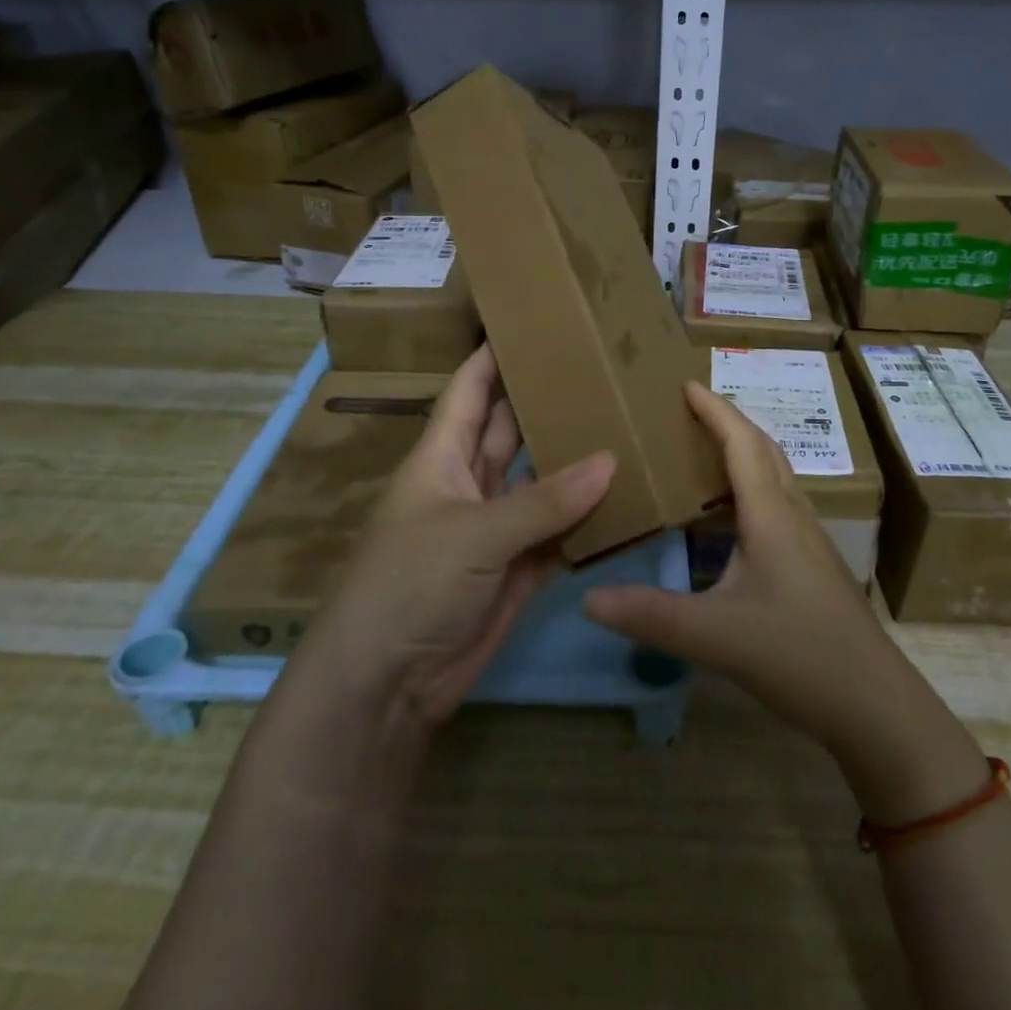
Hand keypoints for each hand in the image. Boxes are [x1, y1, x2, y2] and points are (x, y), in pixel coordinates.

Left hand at [300, 345, 613, 731]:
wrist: (385, 686)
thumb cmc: (410, 585)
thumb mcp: (473, 534)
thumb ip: (544, 501)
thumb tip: (609, 460)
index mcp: (441, 458)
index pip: (469, 392)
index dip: (493, 356)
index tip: (532, 323)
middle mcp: (468, 484)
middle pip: (511, 430)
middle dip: (545, 402)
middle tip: (597, 370)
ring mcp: (494, 528)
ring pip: (540, 482)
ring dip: (574, 461)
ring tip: (623, 424)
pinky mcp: (515, 569)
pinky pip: (557, 534)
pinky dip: (586, 520)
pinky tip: (624, 498)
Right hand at [583, 382, 986, 822]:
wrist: (875, 705)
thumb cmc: (798, 655)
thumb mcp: (714, 636)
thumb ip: (650, 615)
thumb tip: (588, 597)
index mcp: (771, 516)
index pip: (742, 444)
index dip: (715, 410)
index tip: (686, 384)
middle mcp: (794, 517)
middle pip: (765, 450)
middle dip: (731, 422)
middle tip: (692, 411)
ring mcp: (810, 541)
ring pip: (777, 477)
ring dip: (746, 452)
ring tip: (707, 452)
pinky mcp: (814, 566)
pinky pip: (780, 505)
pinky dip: (754, 487)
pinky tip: (733, 517)